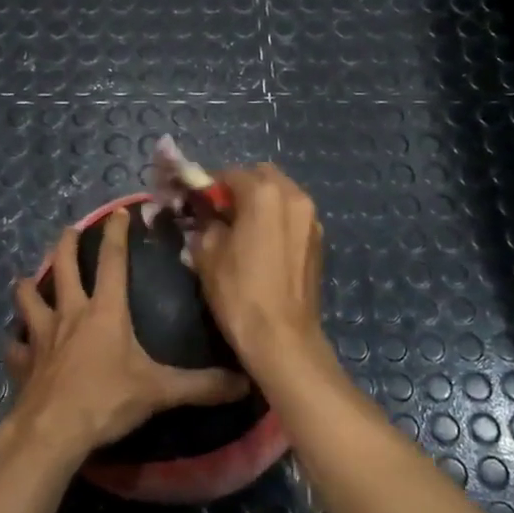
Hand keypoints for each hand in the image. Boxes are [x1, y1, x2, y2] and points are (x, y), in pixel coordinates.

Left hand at [6, 209, 249, 463]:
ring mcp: (41, 337)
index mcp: (105, 311)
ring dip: (29, 287)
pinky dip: (16, 342)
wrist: (53, 431)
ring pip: (29, 299)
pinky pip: (15, 346)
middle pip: (64, 268)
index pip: (113, 262)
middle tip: (69, 231)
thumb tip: (243, 382)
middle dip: (67, 245)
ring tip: (28, 279)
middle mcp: (71, 314)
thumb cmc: (107, 400)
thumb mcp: (160, 391)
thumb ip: (201, 386)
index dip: (116, 234)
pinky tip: (17, 343)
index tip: (119, 212)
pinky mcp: (23, 363)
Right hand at [192, 165, 330, 380]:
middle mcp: (294, 196)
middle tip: (219, 213)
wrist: (282, 338)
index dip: (209, 186)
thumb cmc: (239, 292)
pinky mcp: (318, 240)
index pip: (230, 174)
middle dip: (239, 188)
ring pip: (281, 194)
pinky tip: (261, 243)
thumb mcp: (207, 254)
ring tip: (240, 228)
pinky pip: (293, 215)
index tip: (195, 203)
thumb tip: (206, 216)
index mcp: (264, 193)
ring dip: (260, 201)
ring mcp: (311, 218)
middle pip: (261, 176)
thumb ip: (205, 223)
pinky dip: (276, 218)